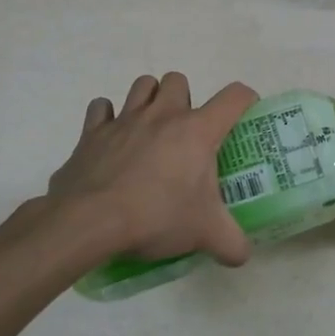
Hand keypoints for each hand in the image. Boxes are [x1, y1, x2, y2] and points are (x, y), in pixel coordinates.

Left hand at [34, 72, 257, 264]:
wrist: (88, 222)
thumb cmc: (156, 216)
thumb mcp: (204, 233)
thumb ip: (231, 243)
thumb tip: (243, 255)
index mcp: (197, 130)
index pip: (234, 97)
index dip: (246, 100)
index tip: (244, 116)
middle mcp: (163, 114)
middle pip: (179, 80)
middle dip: (184, 99)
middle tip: (184, 133)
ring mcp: (124, 119)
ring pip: (142, 85)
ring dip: (149, 99)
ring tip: (150, 128)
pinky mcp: (92, 133)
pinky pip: (100, 108)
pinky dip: (107, 117)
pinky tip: (112, 138)